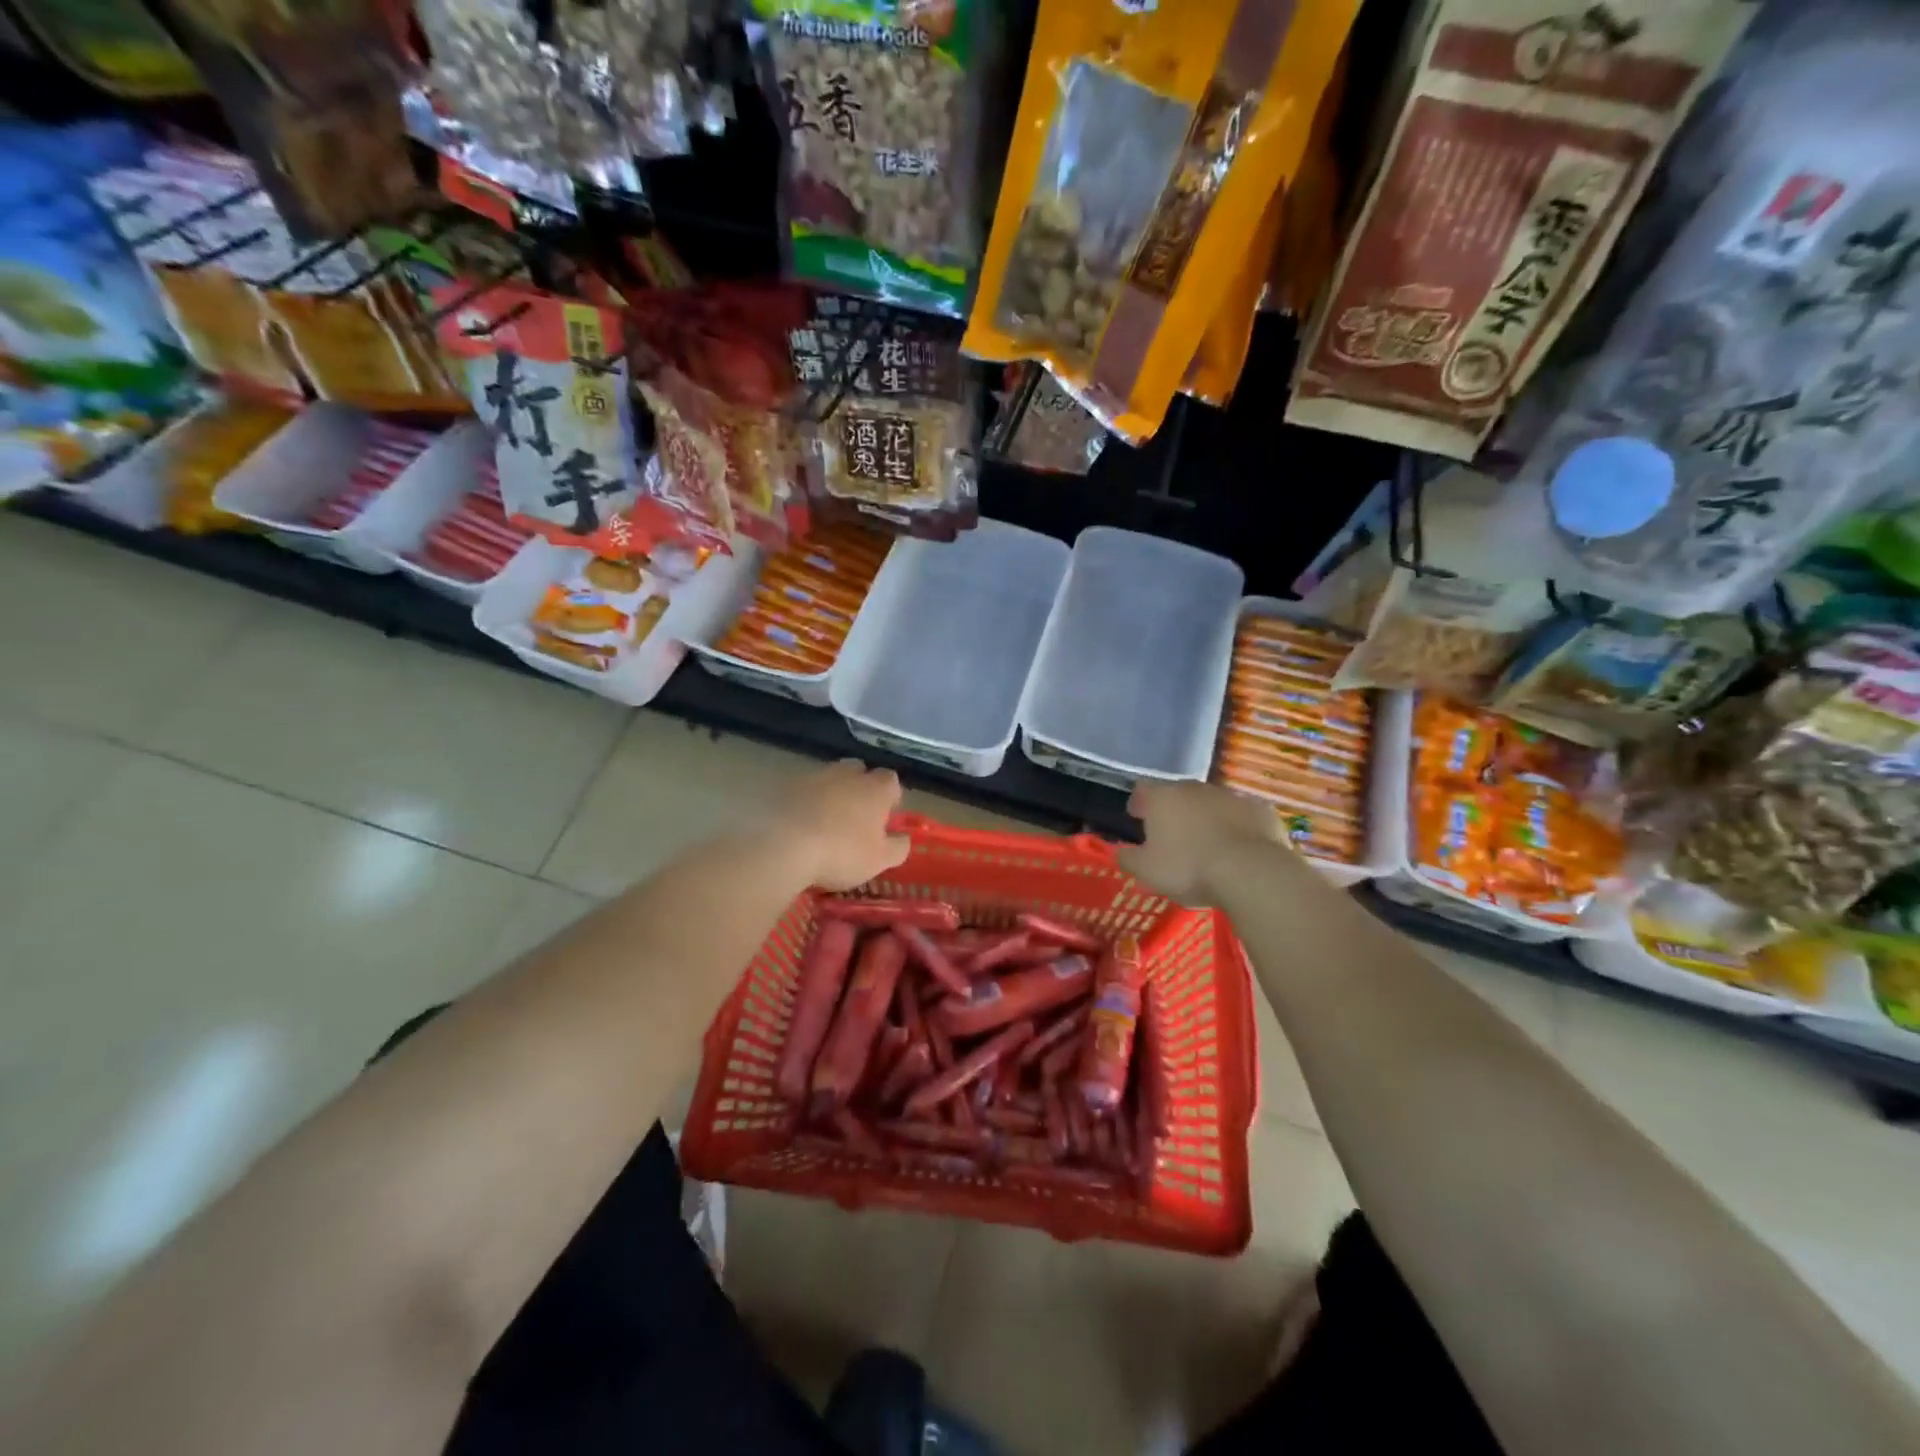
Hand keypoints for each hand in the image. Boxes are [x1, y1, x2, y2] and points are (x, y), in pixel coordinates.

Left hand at [770, 761, 910, 890]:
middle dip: (860, 787)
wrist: (784, 847)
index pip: (891, 780)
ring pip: (829, 778)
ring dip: (831, 793)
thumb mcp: (880, 860)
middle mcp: (847, 774)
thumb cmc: (842, 853)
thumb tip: (904, 838)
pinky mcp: (786, 786)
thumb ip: (898, 847)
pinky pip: (803, 790)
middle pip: (859, 771)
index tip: (886, 815)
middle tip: (857, 814)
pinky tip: (801, 824)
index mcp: (875, 788)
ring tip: (826, 821)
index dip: (890, 796)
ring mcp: (815, 777)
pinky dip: (806, 802)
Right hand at [1116, 779, 1286, 904]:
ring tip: (1206, 845)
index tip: (1137, 817)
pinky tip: (1238, 849)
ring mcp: (1231, 796)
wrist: (1251, 872)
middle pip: (1179, 794)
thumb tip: (1120, 852)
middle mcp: (1195, 788)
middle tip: (1172, 835)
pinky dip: (1237, 827)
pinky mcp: (1261, 810)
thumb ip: (1128, 858)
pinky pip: (1242, 816)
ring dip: (1206, 818)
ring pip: (1212, 804)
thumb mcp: (1146, 871)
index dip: (1139, 802)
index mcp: (1163, 797)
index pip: (1143, 789)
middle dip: (1174, 811)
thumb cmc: (1189, 868)